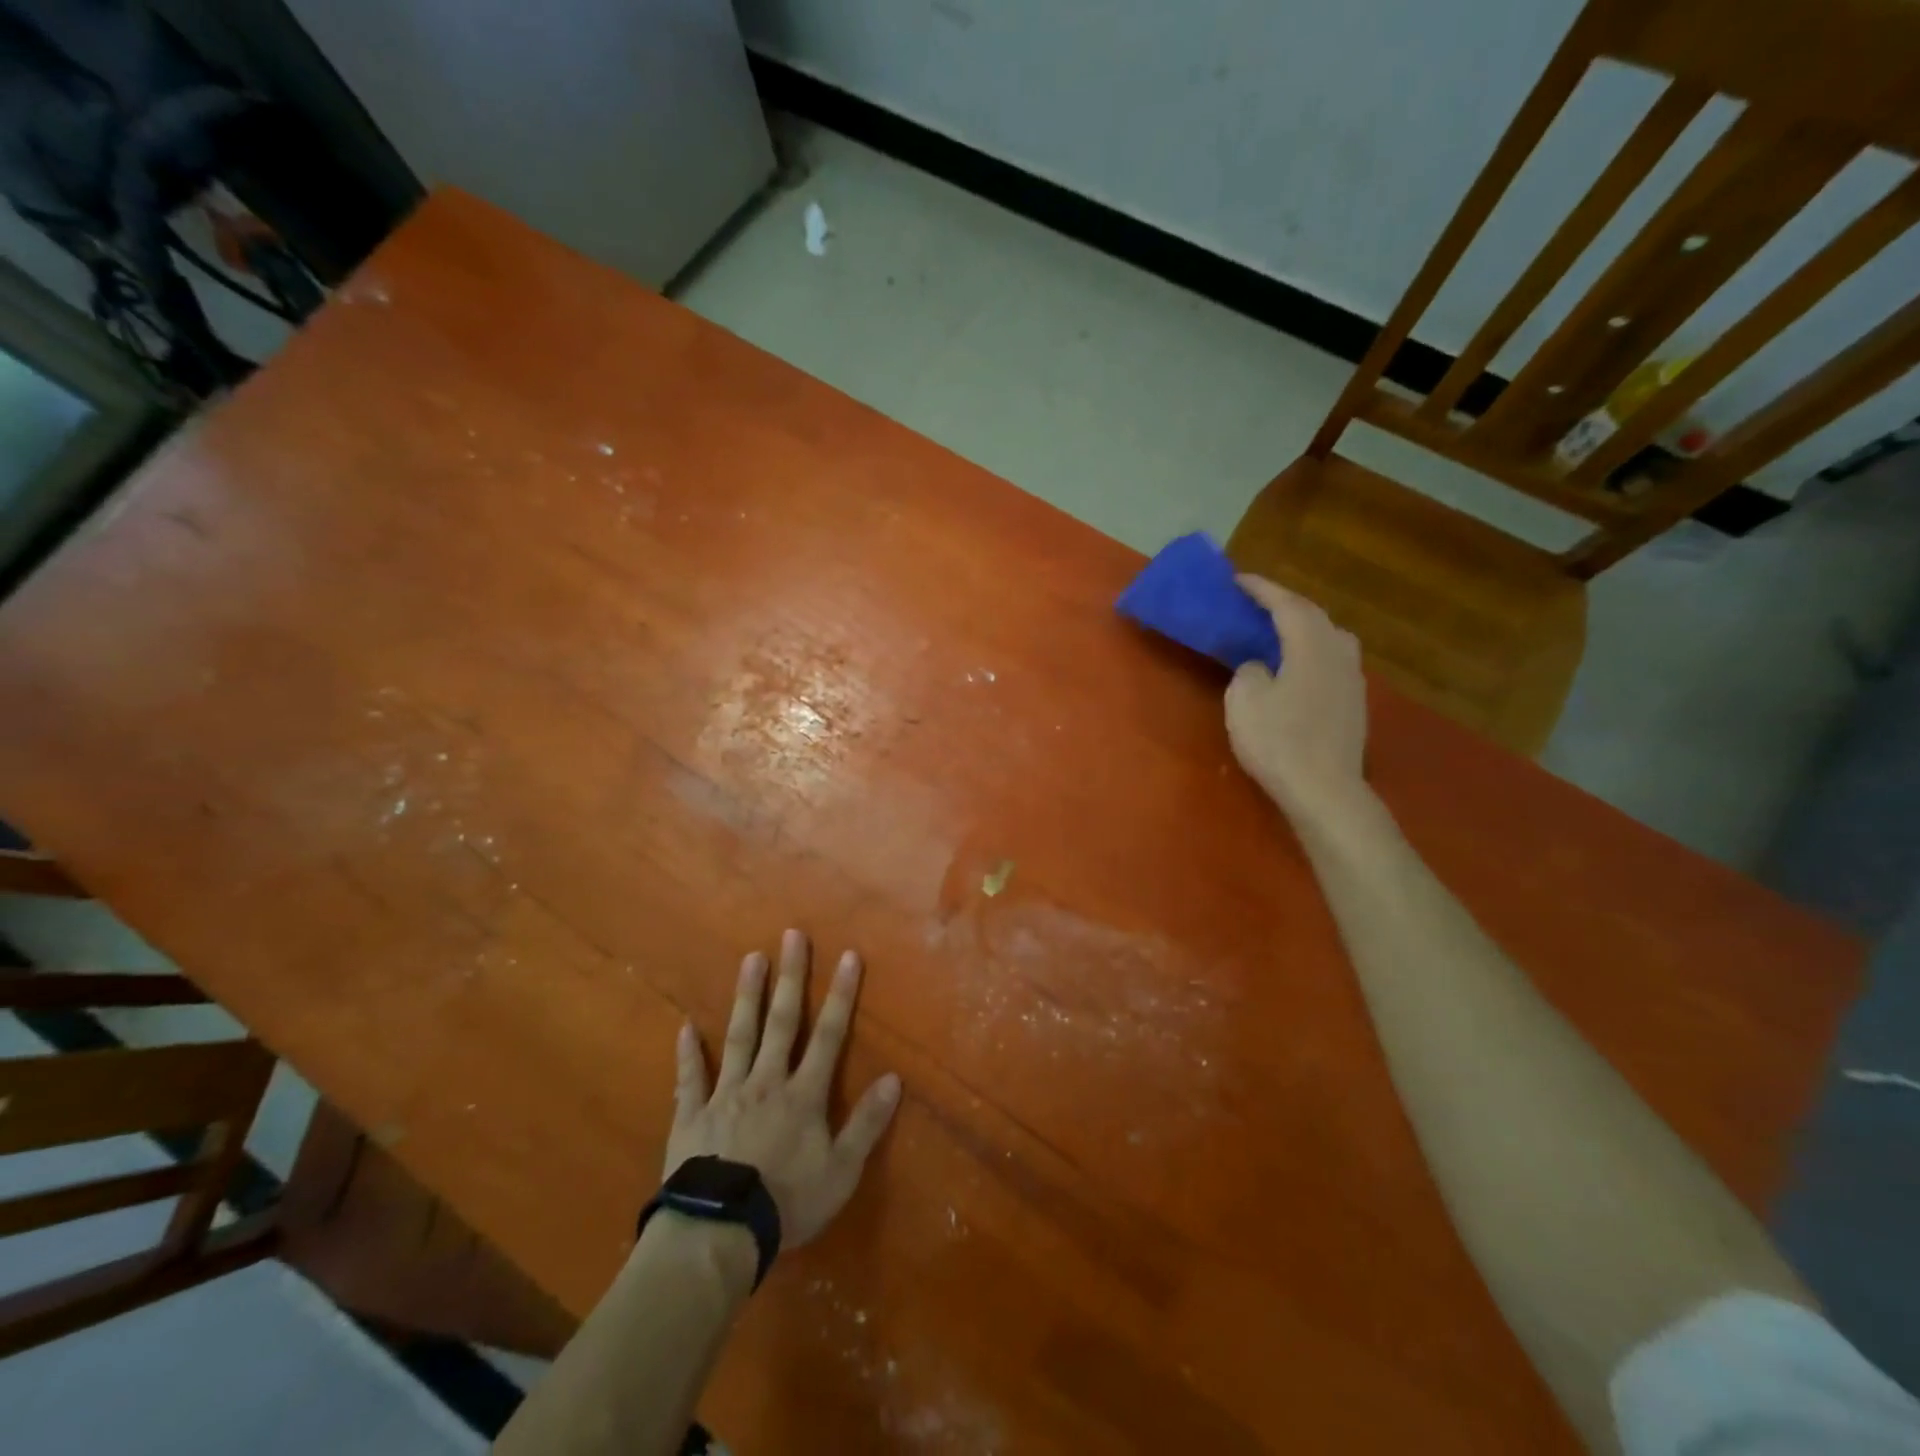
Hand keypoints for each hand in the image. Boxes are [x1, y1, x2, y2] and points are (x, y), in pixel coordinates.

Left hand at [667, 929, 900, 1249]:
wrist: (718, 1233)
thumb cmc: (786, 1203)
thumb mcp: (841, 1172)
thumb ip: (867, 1124)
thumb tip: (894, 1078)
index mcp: (802, 1095)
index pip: (828, 1035)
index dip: (840, 995)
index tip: (847, 956)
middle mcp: (766, 1082)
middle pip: (781, 1022)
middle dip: (790, 978)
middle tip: (792, 936)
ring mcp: (726, 1094)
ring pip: (739, 1036)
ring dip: (746, 997)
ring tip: (751, 958)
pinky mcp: (692, 1114)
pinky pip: (690, 1078)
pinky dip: (688, 1052)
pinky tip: (685, 1026)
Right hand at [1225, 575, 1368, 824]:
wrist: (1324, 790)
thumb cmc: (1279, 741)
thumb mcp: (1245, 700)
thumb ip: (1249, 670)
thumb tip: (1261, 665)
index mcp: (1312, 645)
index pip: (1287, 604)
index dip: (1262, 589)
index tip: (1238, 579)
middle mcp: (1339, 653)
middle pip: (1314, 616)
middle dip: (1284, 604)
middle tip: (1256, 603)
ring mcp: (1352, 679)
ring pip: (1329, 638)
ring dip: (1303, 627)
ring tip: (1278, 631)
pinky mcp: (1354, 704)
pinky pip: (1331, 661)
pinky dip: (1311, 651)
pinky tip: (1296, 667)